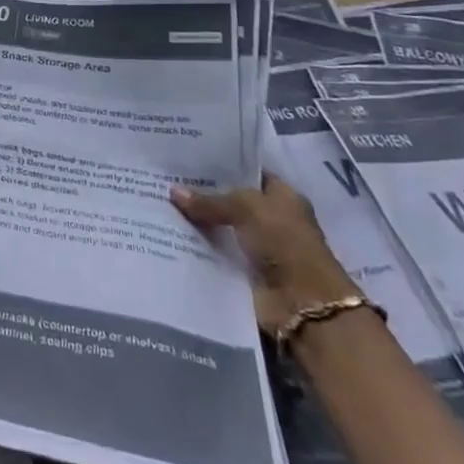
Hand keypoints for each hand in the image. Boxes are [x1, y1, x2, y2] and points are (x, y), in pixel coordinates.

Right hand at [171, 174, 360, 334]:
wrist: (302, 304)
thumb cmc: (284, 243)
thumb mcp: (246, 208)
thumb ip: (210, 201)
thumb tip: (173, 192)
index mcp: (283, 197)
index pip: (248, 173)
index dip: (222, 166)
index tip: (188, 159)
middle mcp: (272, 219)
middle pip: (231, 201)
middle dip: (203, 194)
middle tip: (166, 180)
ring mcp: (258, 247)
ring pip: (220, 228)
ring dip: (197, 223)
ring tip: (160, 206)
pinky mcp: (245, 272)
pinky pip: (215, 253)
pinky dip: (198, 248)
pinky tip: (169, 235)